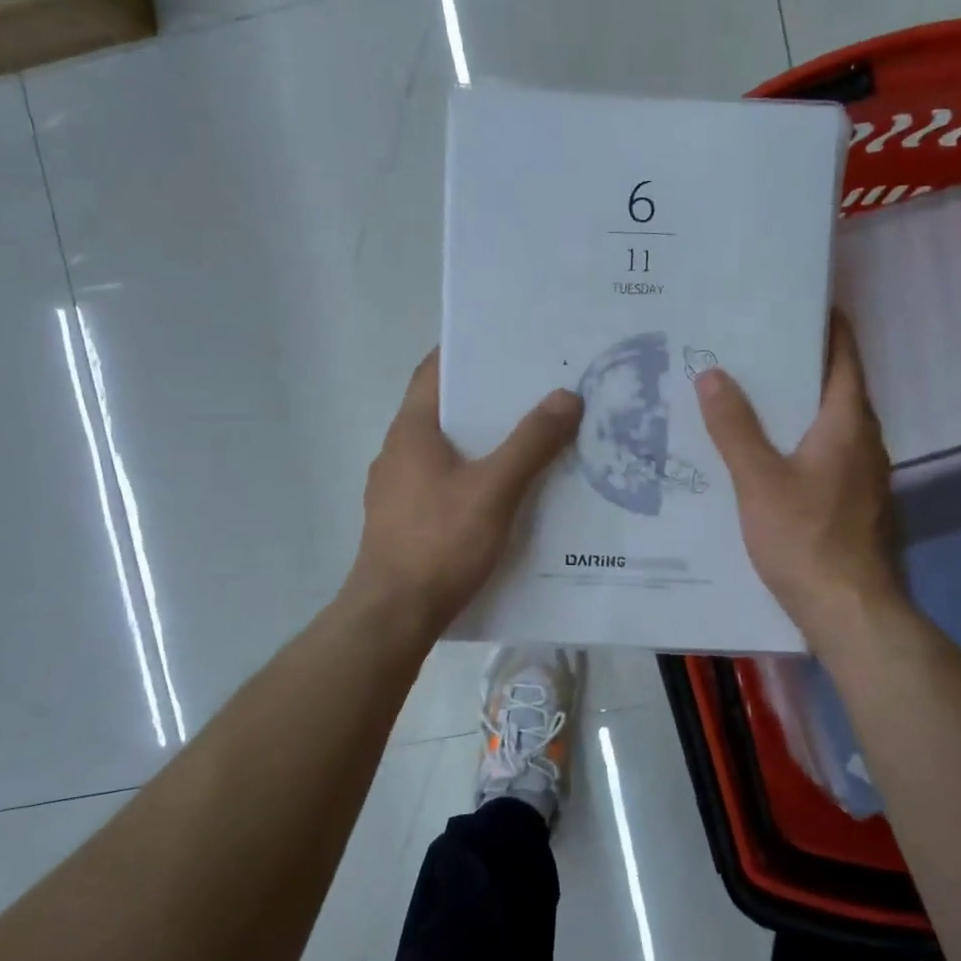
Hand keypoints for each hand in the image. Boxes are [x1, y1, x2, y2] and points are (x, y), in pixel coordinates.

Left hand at [346, 350, 581, 631]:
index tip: (505, 343)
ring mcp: (395, 489)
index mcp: (411, 431)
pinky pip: (441, 482)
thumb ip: (531, 443)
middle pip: (443, 410)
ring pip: (444, 450)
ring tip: (528, 438)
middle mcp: (397, 452)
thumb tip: (566, 396)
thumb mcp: (494, 490)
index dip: (465, 352)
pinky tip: (503, 493)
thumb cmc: (440, 542)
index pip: (433, 371)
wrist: (393, 616)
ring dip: (480, 441)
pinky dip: (471, 475)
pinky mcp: (402, 521)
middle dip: (486, 399)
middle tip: (534, 391)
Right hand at [693, 311, 904, 638]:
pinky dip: (798, 437)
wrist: (848, 610)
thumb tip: (712, 374)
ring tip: (747, 392)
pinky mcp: (853, 500)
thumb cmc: (805, 537)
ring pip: (828, 421)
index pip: (843, 353)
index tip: (791, 301)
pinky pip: (825, 451)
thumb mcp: (758, 480)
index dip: (824, 323)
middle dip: (797, 362)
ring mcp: (863, 472)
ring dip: (795, 403)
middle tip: (748, 346)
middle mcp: (864, 438)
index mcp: (847, 421)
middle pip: (834, 384)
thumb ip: (734, 427)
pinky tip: (763, 450)